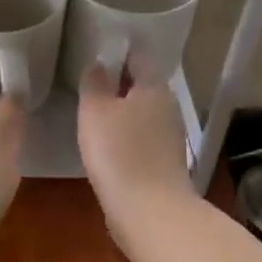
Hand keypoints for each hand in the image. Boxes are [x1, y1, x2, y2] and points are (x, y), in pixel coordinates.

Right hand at [77, 64, 193, 224]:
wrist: (149, 211)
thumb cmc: (119, 152)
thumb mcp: (94, 110)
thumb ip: (95, 82)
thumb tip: (99, 64)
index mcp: (154, 86)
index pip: (139, 55)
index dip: (119, 50)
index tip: (98, 50)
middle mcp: (168, 106)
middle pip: (143, 85)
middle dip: (119, 82)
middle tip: (90, 82)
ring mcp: (171, 136)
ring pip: (143, 112)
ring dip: (123, 111)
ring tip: (94, 113)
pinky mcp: (166, 163)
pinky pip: (143, 137)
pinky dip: (127, 136)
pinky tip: (108, 144)